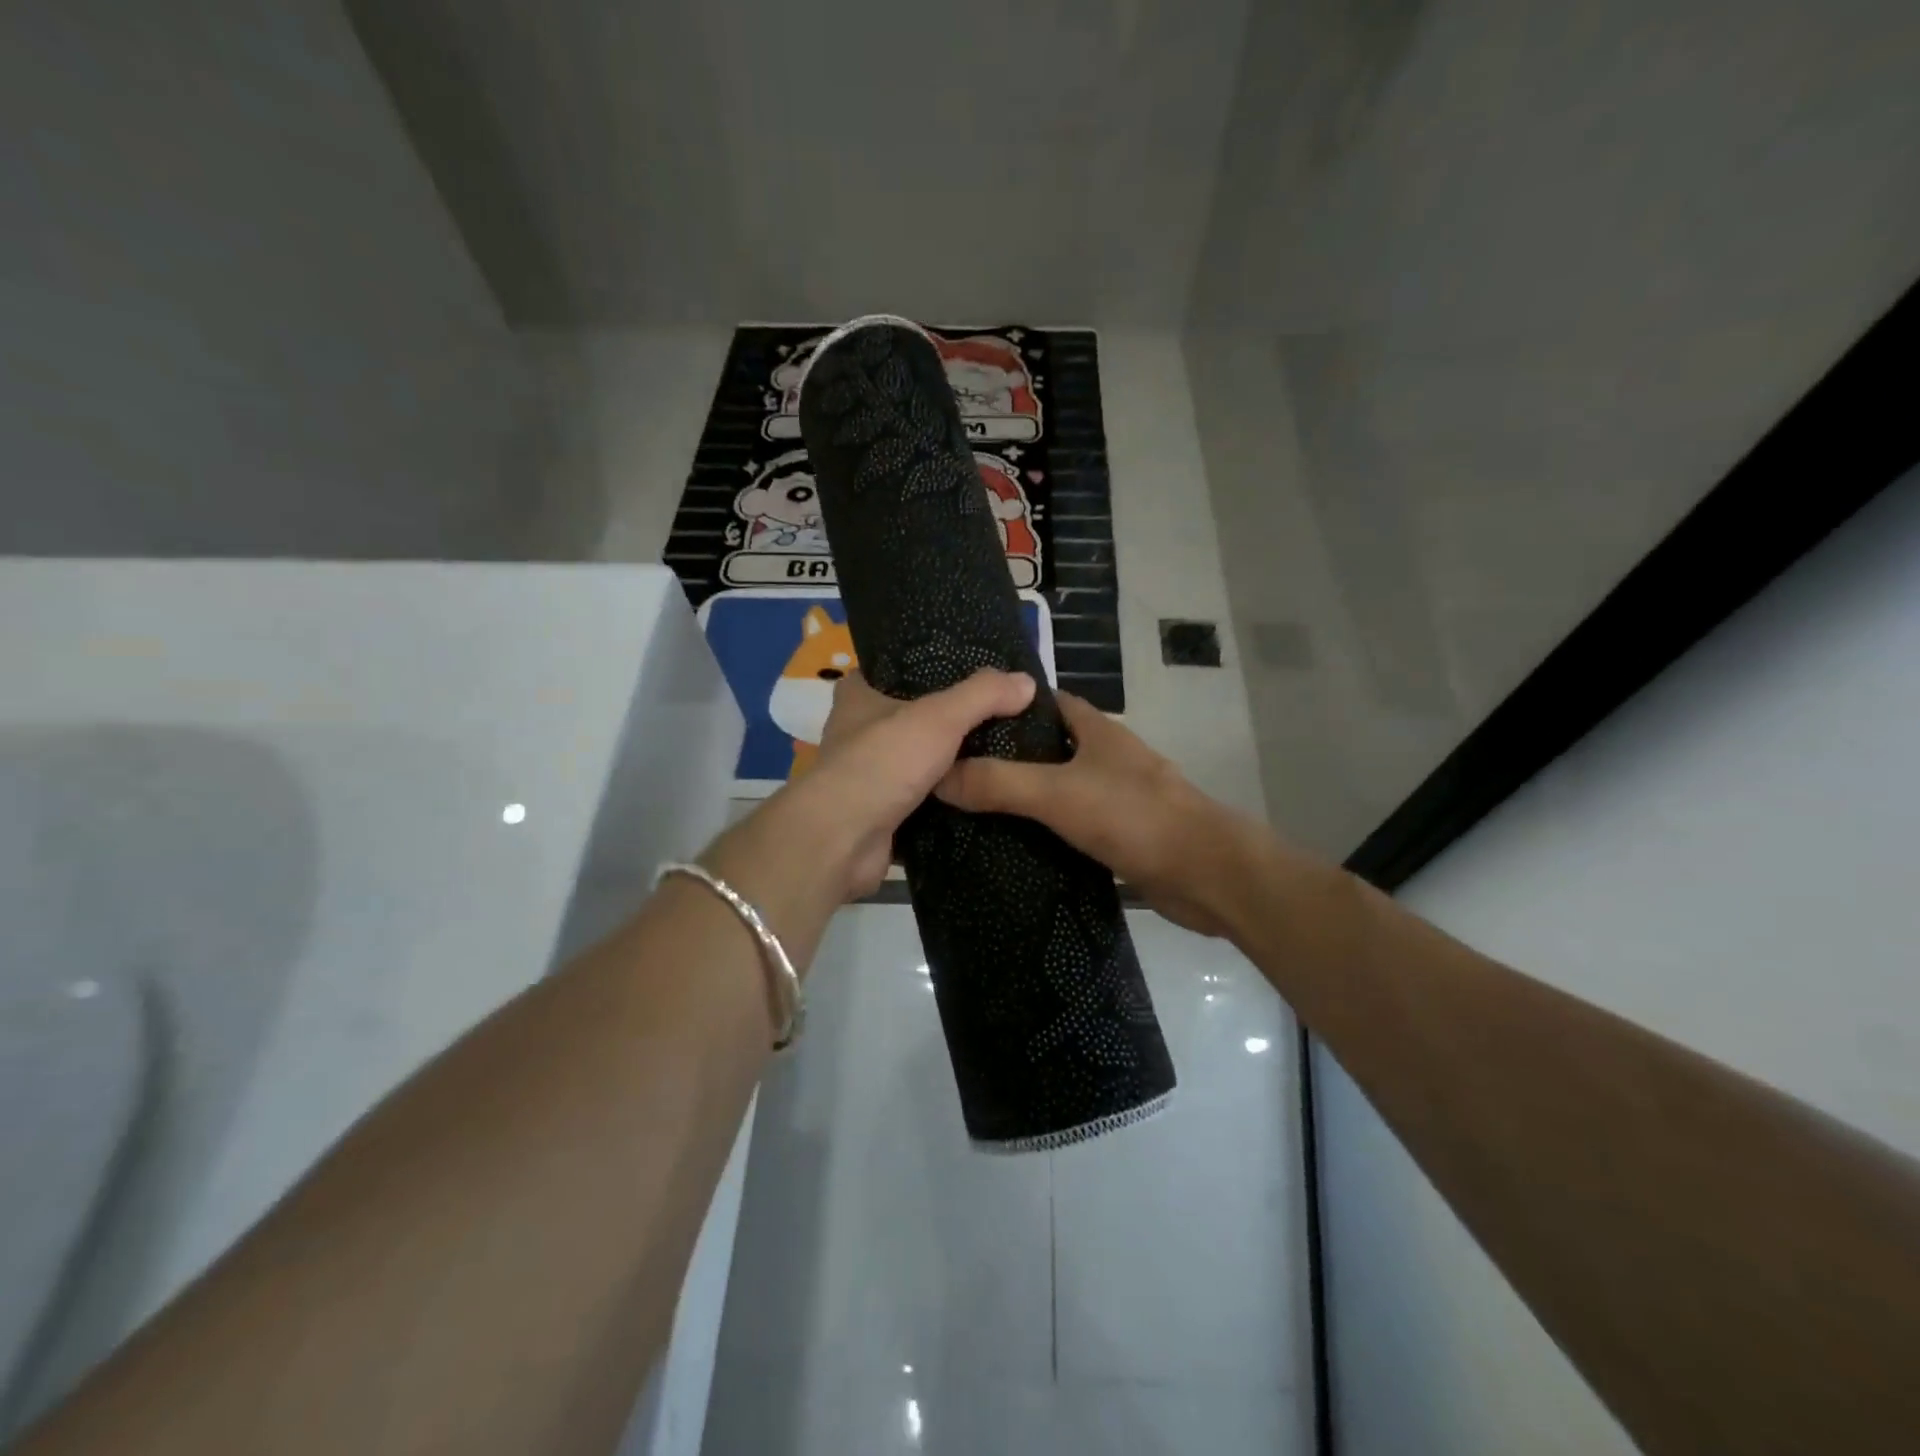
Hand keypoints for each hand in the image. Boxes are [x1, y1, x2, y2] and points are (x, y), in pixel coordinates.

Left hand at [760, 668, 1036, 900]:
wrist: (843, 839)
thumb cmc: (883, 761)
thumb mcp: (939, 717)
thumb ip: (983, 696)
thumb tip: (1027, 682)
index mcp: (858, 699)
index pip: (885, 671)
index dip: (918, 668)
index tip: (959, 672)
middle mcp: (856, 735)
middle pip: (906, 720)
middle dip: (942, 722)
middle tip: (993, 718)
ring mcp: (866, 779)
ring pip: (913, 765)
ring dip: (945, 767)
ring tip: (995, 759)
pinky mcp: (877, 818)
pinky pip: (919, 806)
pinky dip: (943, 806)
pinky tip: (979, 800)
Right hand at [936, 691, 1262, 936]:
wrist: (1206, 874)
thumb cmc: (1134, 816)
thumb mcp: (1058, 794)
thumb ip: (1000, 783)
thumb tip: (938, 775)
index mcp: (1099, 732)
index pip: (1049, 703)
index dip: (1011, 705)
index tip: (966, 719)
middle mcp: (1110, 759)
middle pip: (1054, 747)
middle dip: (1012, 755)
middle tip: (959, 770)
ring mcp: (1120, 798)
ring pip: (1065, 788)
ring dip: (1029, 796)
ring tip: (976, 809)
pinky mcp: (1125, 836)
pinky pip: (1077, 826)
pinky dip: (1050, 832)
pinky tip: (1018, 847)